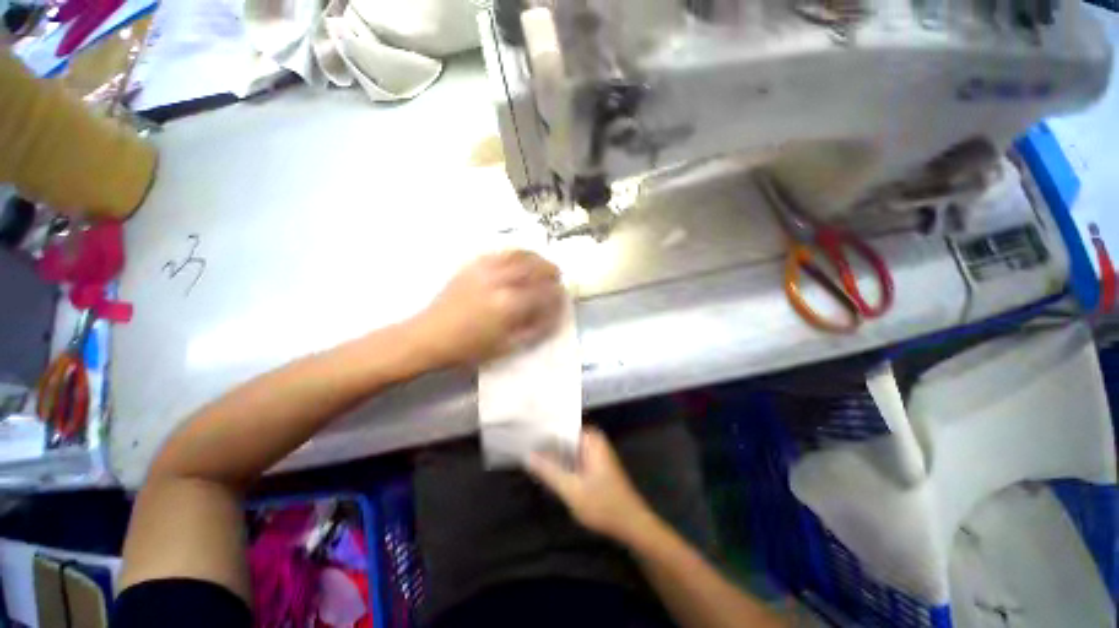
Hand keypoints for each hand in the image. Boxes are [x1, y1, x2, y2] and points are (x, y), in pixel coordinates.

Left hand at [412, 251, 565, 366]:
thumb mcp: (507, 346)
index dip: (557, 295)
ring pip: (520, 254)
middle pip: (535, 267)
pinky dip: (517, 254)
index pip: (544, 293)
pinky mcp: (474, 265)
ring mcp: (485, 269)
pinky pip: (502, 252)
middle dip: (551, 271)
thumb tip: (553, 314)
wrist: (430, 336)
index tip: (562, 297)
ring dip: (537, 258)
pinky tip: (521, 260)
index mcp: (509, 305)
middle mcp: (500, 281)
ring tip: (543, 266)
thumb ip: (534, 328)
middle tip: (557, 278)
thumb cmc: (469, 348)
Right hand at [526, 427, 660, 544]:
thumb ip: (548, 471)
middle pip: (563, 436)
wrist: (632, 526)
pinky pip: (572, 457)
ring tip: (526, 453)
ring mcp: (594, 452)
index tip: (522, 432)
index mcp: (590, 439)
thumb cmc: (604, 505)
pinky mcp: (593, 465)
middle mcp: (593, 440)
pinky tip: (543, 467)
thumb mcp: (572, 490)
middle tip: (521, 444)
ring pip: (566, 448)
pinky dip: (560, 462)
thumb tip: (527, 455)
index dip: (542, 429)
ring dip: (551, 453)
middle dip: (544, 442)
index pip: (561, 425)